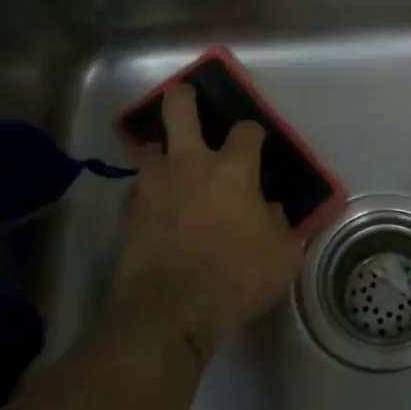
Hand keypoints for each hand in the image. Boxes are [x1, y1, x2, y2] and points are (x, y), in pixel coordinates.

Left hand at [112, 84, 304, 361]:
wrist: (169, 312)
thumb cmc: (236, 278)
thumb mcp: (282, 255)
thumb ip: (280, 225)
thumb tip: (269, 210)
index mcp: (233, 169)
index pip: (247, 131)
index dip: (253, 133)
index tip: (256, 144)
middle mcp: (191, 164)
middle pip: (180, 108)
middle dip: (184, 97)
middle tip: (188, 101)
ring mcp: (154, 185)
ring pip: (150, 146)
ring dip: (161, 150)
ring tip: (169, 164)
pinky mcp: (128, 212)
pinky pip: (137, 188)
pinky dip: (148, 191)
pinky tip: (156, 208)